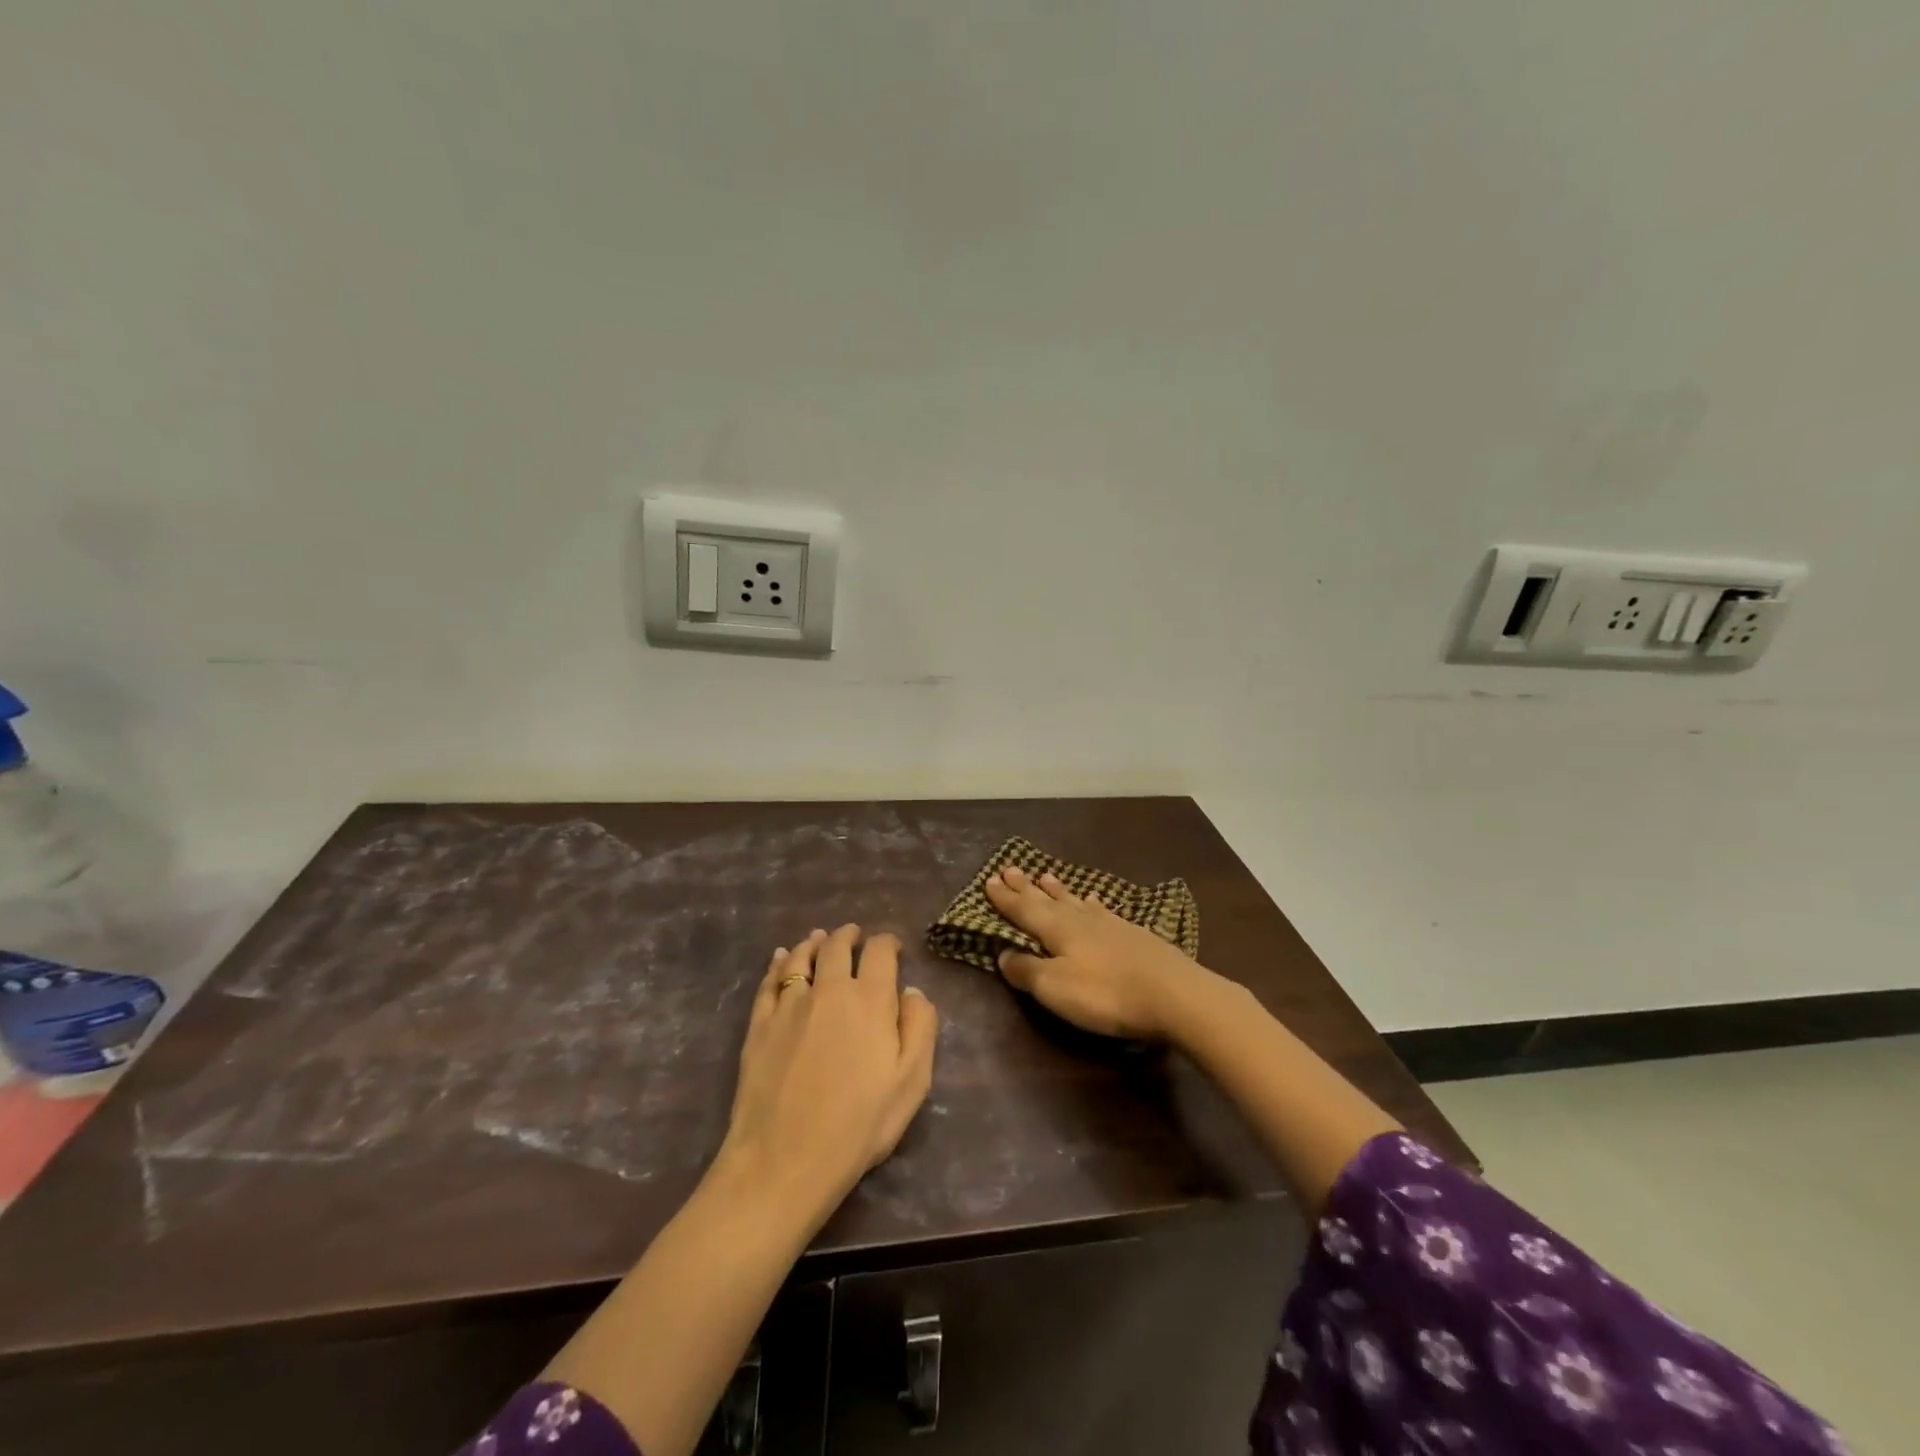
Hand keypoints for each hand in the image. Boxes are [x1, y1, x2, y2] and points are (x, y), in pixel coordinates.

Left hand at [720, 925, 938, 1227]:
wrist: (784, 1159)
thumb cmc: (859, 1125)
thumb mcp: (912, 1081)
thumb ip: (920, 1027)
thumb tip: (912, 990)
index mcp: (870, 1000)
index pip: (880, 952)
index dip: (887, 942)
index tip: (892, 947)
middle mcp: (829, 990)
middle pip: (837, 947)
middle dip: (849, 935)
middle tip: (854, 933)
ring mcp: (789, 1005)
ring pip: (800, 958)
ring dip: (813, 943)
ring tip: (818, 938)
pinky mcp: (759, 1025)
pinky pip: (769, 982)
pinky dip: (777, 964)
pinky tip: (780, 959)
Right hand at [984, 865, 1215, 1039]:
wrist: (1174, 994)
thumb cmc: (1106, 993)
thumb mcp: (1055, 988)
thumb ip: (1027, 970)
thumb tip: (1002, 953)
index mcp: (1056, 929)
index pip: (1023, 910)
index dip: (1005, 898)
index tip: (989, 880)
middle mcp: (1079, 919)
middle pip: (1046, 899)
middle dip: (1025, 887)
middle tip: (1010, 869)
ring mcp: (1109, 923)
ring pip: (1075, 901)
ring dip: (1057, 890)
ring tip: (1045, 876)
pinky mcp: (1133, 934)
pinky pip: (1101, 910)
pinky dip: (1091, 903)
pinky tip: (1093, 900)